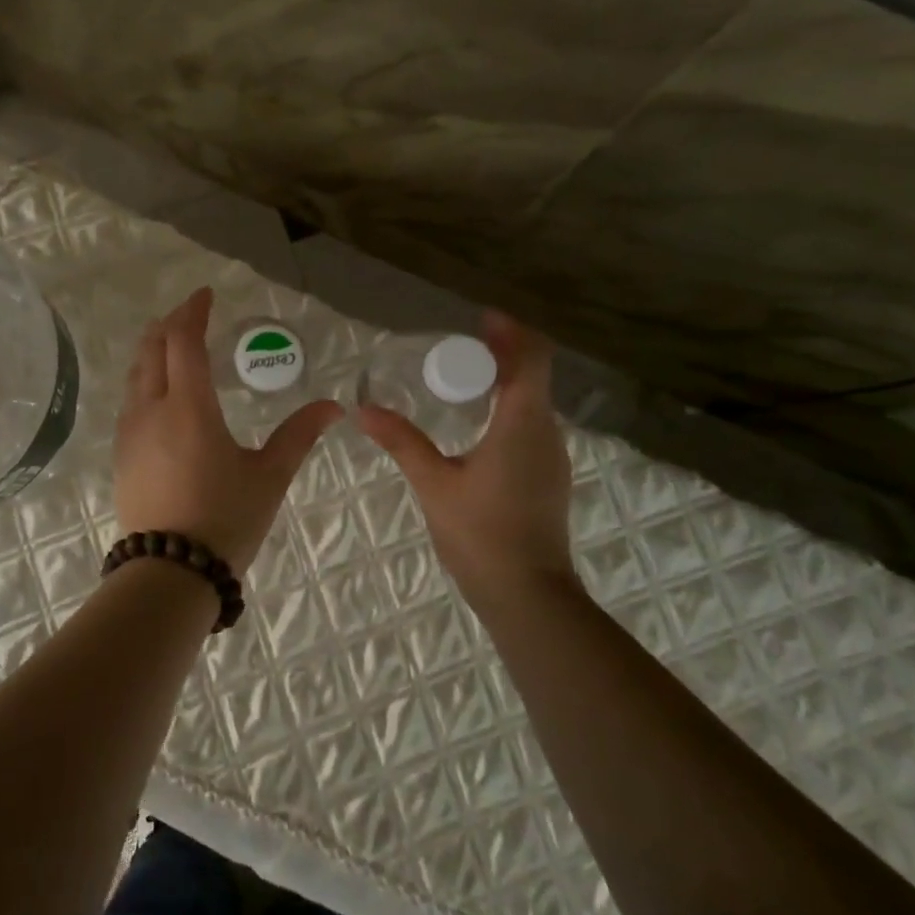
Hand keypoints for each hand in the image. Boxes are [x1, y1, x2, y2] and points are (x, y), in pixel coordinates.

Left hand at [114, 286, 342, 575]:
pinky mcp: (122, 455)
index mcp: (189, 406)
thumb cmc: (224, 520)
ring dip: (152, 350)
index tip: (206, 294)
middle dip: (170, 324)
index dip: (193, 311)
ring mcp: (130, 433)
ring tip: (171, 343)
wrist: (168, 574)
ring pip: (135, 374)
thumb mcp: (268, 477)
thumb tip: (333, 407)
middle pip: (152, 349)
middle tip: (190, 313)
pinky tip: (158, 392)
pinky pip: (130, 400)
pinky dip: (144, 379)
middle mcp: (151, 409)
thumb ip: (298, 435)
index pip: (184, 340)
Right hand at [356, 311, 577, 605]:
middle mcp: (546, 432)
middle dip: (500, 355)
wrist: (528, 596)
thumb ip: (402, 441)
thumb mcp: (434, 483)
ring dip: (504, 383)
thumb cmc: (482, 533)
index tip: (481, 319)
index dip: (510, 332)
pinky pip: (531, 425)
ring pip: (533, 402)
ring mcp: (552, 456)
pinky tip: (476, 425)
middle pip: (532, 376)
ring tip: (461, 381)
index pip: (531, 359)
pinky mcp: (549, 477)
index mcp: (522, 423)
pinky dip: (507, 409)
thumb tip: (363, 410)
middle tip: (457, 350)